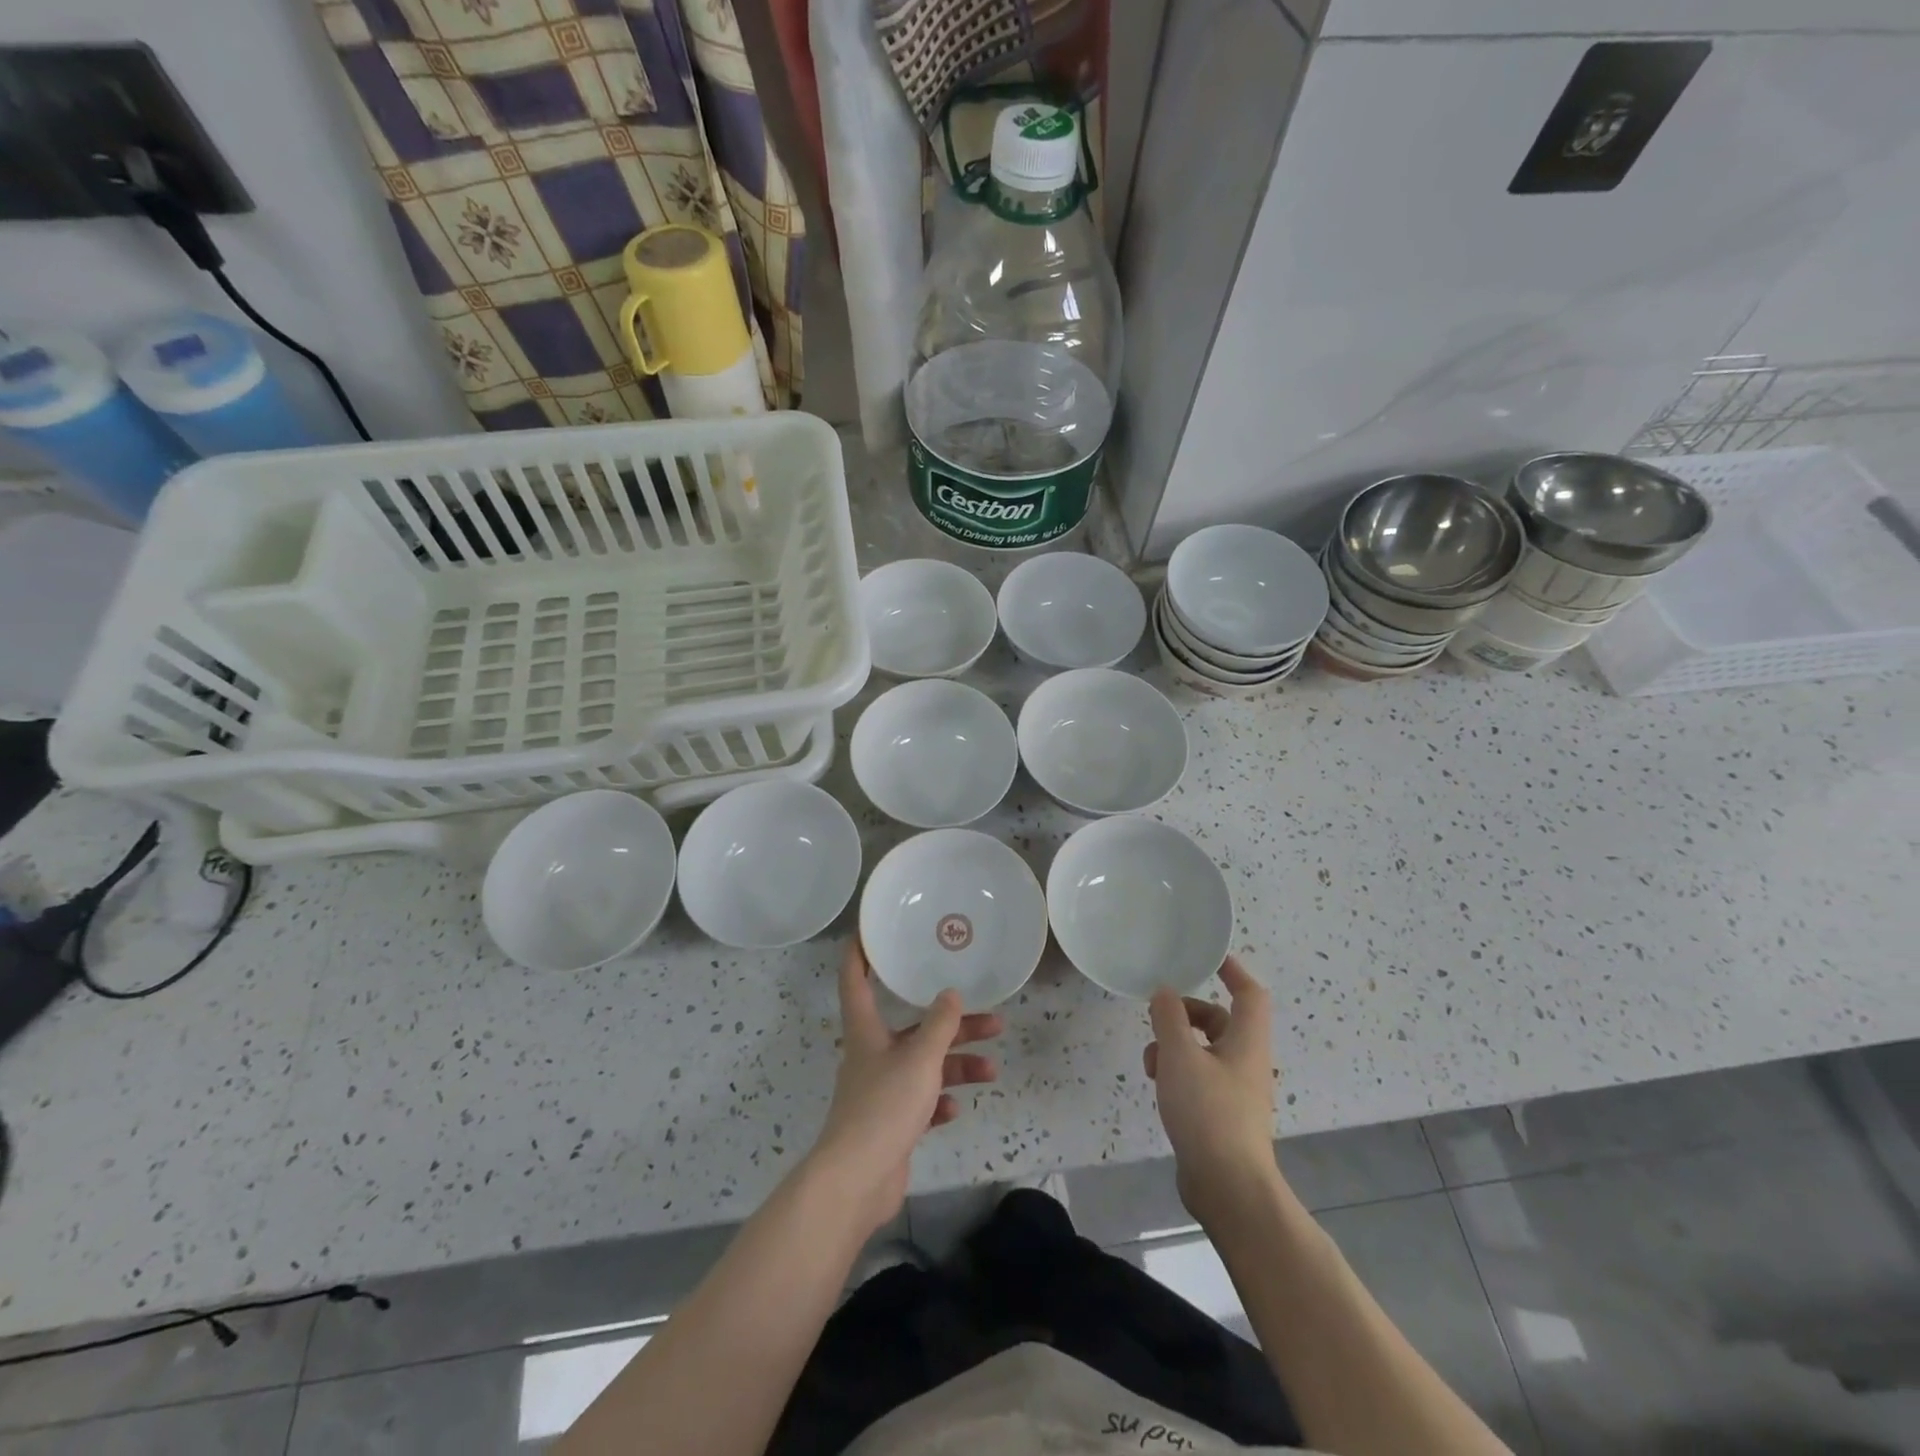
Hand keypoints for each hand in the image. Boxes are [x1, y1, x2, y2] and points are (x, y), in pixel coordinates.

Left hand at [808, 939, 1003, 1234]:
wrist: (857, 1180)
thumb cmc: (884, 1106)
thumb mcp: (920, 1059)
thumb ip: (939, 1025)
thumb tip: (951, 994)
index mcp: (866, 1030)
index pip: (855, 979)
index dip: (860, 952)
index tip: (872, 930)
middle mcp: (871, 1054)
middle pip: (912, 1027)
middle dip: (952, 1023)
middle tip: (992, 1019)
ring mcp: (880, 1090)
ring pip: (923, 1065)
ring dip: (956, 1064)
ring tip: (991, 1069)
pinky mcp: (890, 1122)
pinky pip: (920, 1101)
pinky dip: (939, 1100)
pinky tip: (956, 1108)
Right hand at [1144, 957, 1282, 1225]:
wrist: (1228, 1187)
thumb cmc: (1208, 1112)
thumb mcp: (1180, 1056)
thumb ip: (1169, 1018)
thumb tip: (1165, 992)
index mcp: (1247, 1042)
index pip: (1249, 993)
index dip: (1233, 970)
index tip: (1208, 957)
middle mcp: (1247, 1062)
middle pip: (1220, 1021)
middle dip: (1187, 1014)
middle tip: (1159, 1016)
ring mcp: (1236, 1091)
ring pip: (1204, 1050)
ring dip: (1175, 1046)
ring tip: (1152, 1061)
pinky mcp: (1222, 1115)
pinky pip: (1199, 1078)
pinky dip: (1178, 1073)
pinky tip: (1159, 1087)